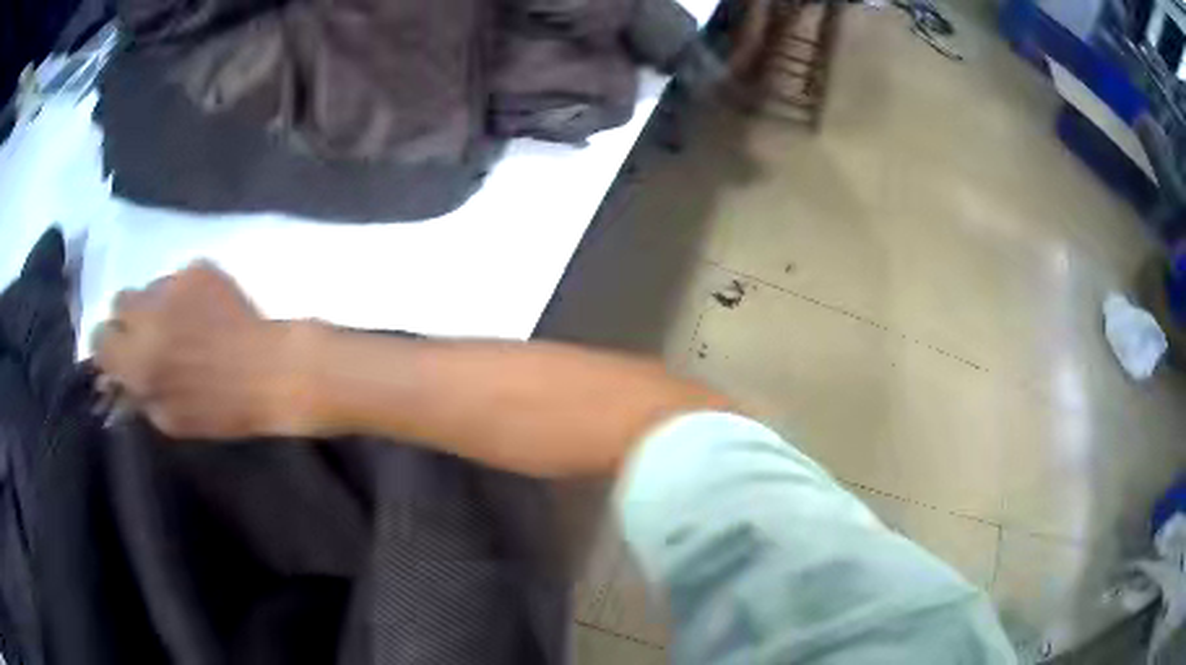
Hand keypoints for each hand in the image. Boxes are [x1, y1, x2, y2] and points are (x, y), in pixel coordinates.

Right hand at [94, 263, 313, 438]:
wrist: (269, 370)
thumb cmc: (220, 409)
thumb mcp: (169, 420)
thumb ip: (138, 394)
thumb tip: (119, 379)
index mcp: (137, 358)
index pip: (100, 339)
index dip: (107, 349)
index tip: (117, 357)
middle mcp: (148, 314)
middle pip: (119, 303)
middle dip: (125, 321)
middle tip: (144, 338)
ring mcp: (174, 284)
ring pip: (147, 288)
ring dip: (152, 307)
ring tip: (177, 326)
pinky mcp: (198, 268)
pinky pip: (176, 279)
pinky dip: (180, 296)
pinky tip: (202, 314)